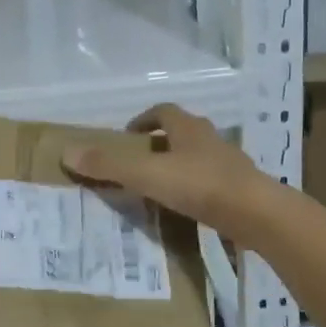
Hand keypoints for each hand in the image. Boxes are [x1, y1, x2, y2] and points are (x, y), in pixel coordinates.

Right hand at [61, 103, 275, 239]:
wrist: (258, 215)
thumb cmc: (200, 185)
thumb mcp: (147, 175)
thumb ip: (109, 166)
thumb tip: (67, 153)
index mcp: (189, 128)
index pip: (164, 111)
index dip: (144, 119)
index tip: (127, 135)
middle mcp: (210, 140)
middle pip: (182, 133)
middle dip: (160, 144)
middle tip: (138, 162)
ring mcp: (229, 165)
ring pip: (198, 158)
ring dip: (178, 167)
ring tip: (158, 188)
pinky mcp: (240, 191)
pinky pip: (211, 184)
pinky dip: (195, 190)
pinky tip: (185, 210)